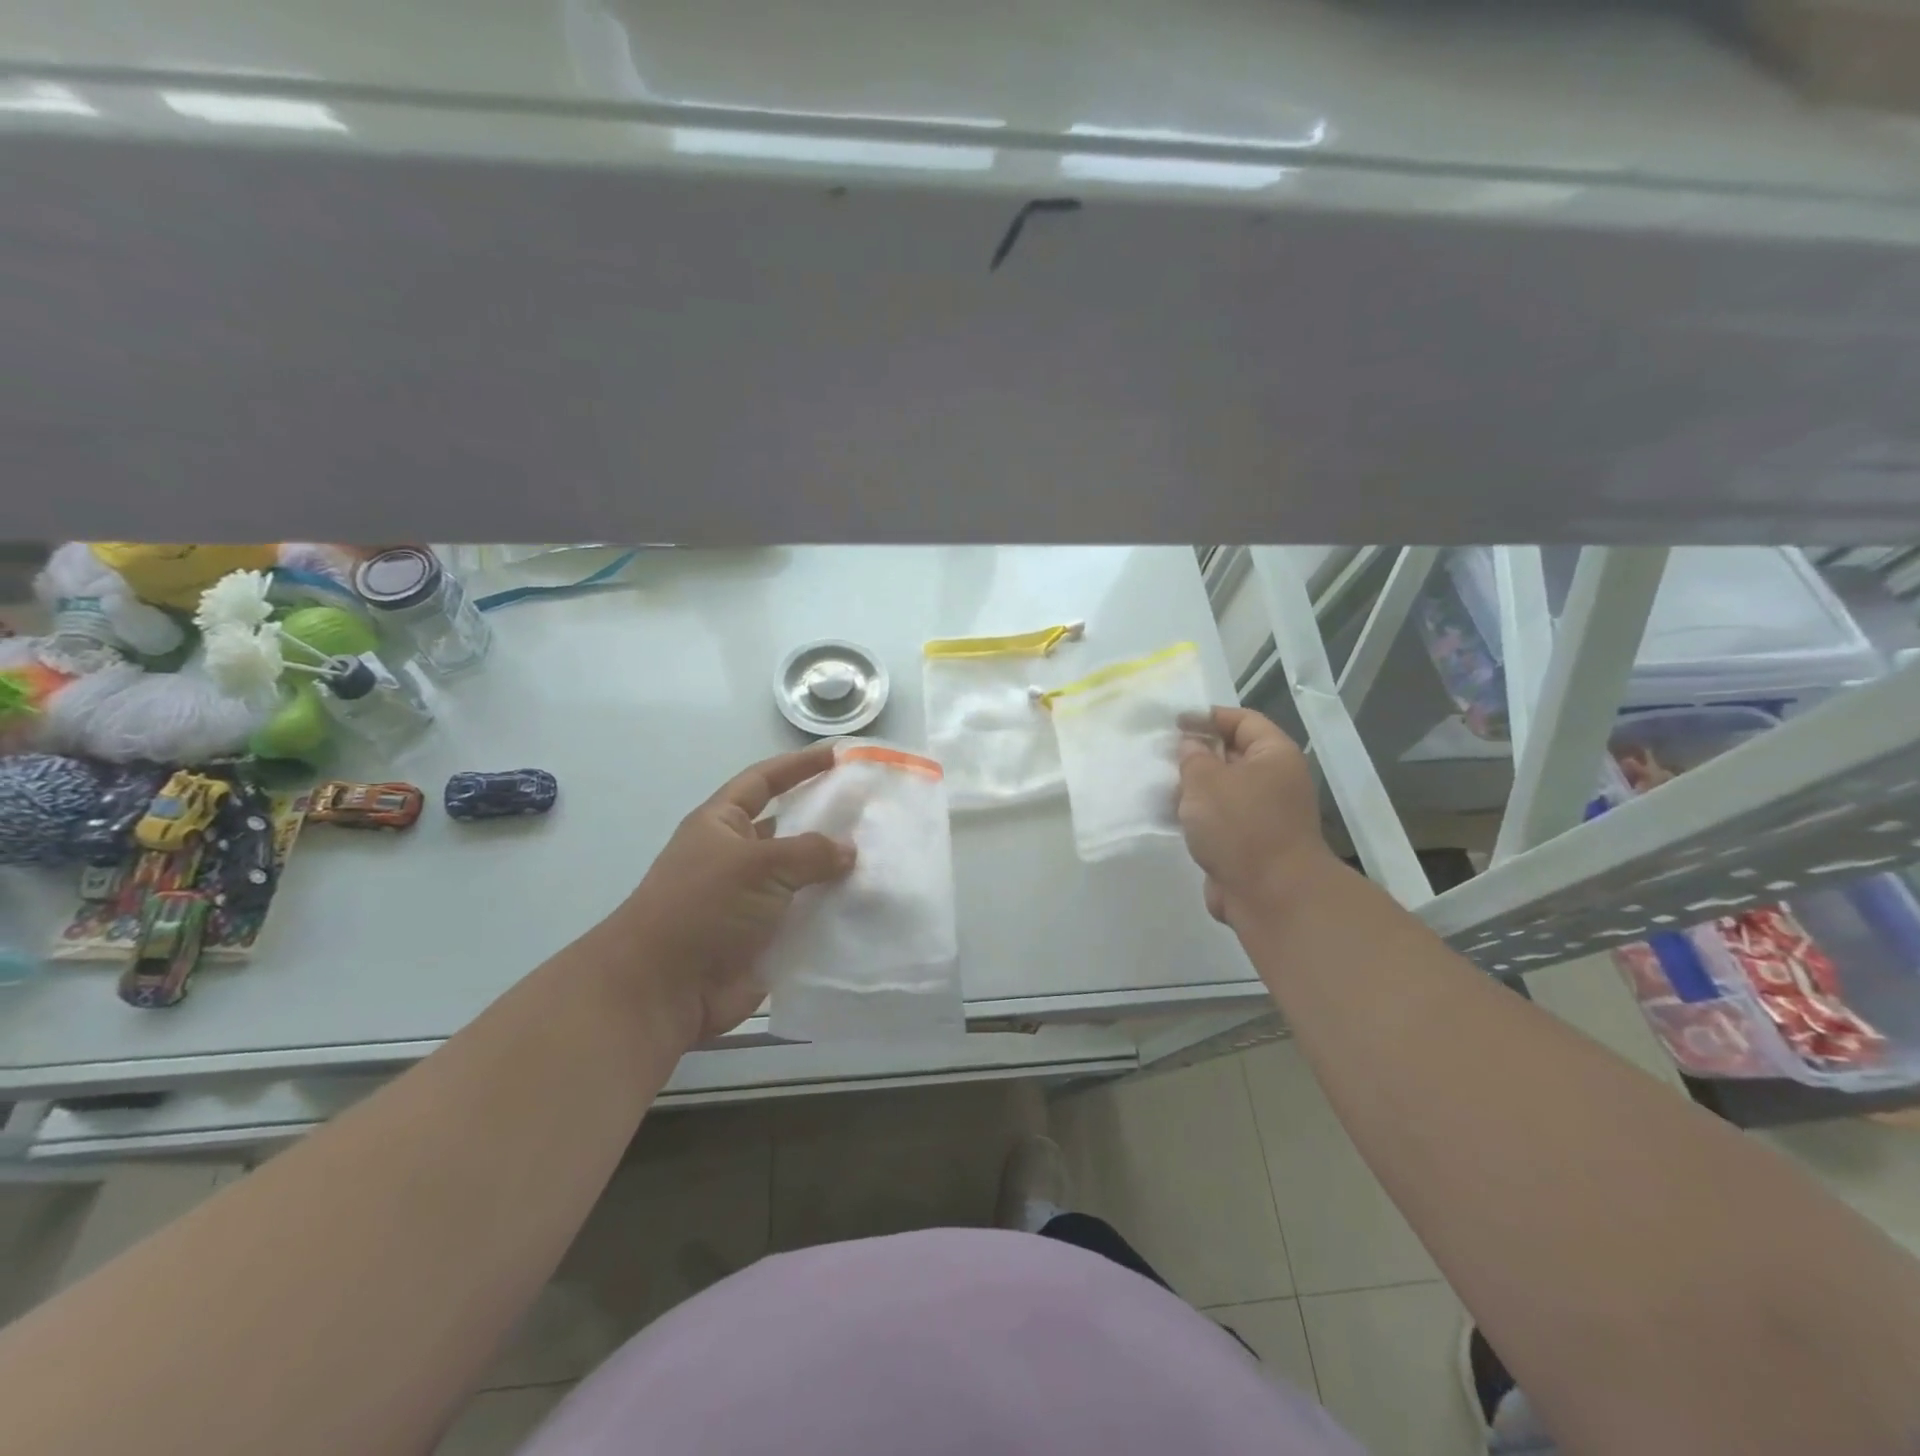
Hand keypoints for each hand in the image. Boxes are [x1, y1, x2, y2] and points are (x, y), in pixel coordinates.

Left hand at [598, 745, 854, 1048]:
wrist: (664, 990)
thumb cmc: (702, 907)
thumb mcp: (757, 864)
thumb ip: (809, 852)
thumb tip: (848, 850)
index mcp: (722, 825)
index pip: (763, 781)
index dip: (798, 766)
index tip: (837, 756)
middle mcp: (737, 856)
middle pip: (788, 828)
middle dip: (826, 820)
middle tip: (873, 812)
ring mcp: (752, 899)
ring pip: (803, 876)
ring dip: (835, 870)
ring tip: (882, 858)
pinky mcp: (766, 937)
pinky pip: (807, 916)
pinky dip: (834, 911)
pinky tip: (870, 905)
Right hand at [1176, 706, 1331, 927]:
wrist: (1271, 895)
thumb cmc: (1241, 825)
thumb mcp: (1207, 780)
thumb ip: (1193, 756)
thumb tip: (1191, 746)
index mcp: (1274, 755)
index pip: (1243, 720)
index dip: (1209, 716)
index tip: (1175, 723)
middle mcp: (1274, 781)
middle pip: (1232, 755)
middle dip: (1197, 753)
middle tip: (1161, 754)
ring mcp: (1263, 815)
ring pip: (1222, 790)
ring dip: (1193, 787)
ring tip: (1158, 784)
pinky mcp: (1248, 843)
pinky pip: (1218, 819)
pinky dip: (1196, 816)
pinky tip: (1168, 816)